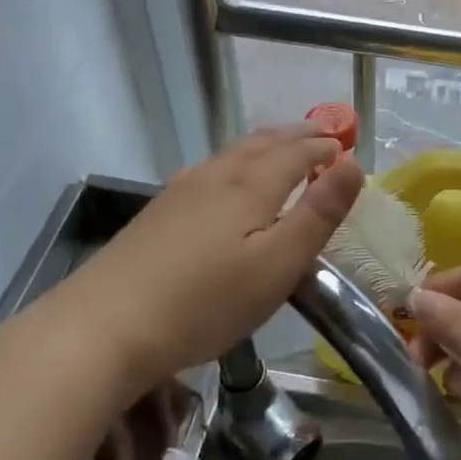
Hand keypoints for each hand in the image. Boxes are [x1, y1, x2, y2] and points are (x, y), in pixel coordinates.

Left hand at [65, 126, 363, 392]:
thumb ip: (318, 214)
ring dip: (264, 145)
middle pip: (262, 144)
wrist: (106, 325)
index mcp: (251, 185)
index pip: (296, 152)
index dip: (323, 146)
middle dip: (295, 136)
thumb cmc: (206, 301)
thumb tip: (354, 164)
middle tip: (319, 133)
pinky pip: (210, 169)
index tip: (344, 144)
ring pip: (232, 154)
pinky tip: (224, 178)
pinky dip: (235, 162)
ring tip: (280, 147)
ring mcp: (181, 191)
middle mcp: (216, 175)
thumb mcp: (278, 264)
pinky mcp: (158, 213)